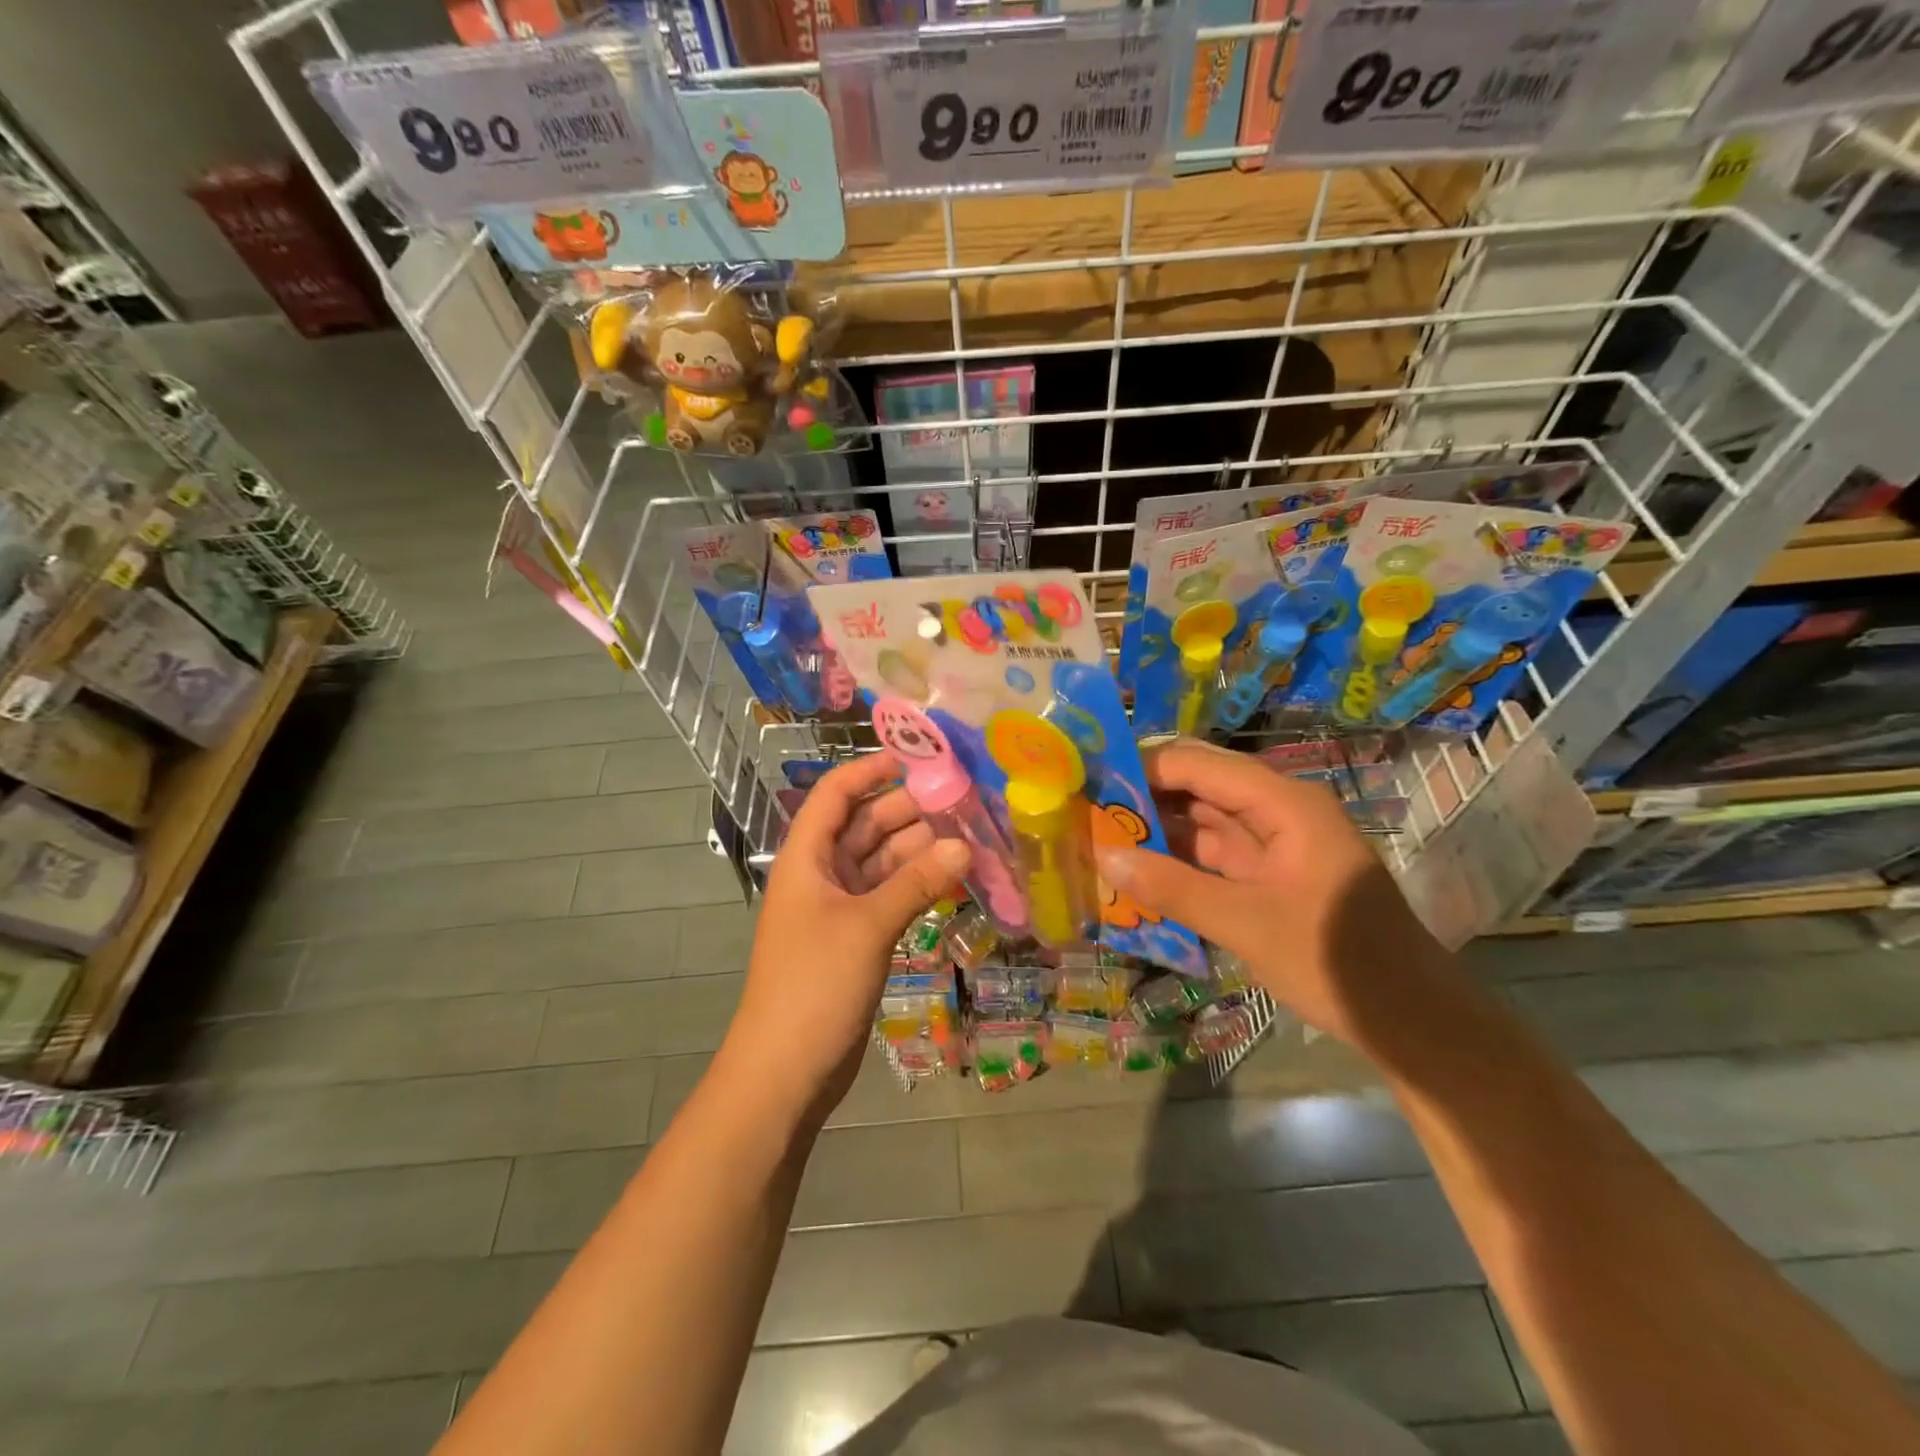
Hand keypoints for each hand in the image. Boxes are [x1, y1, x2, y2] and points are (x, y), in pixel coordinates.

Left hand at [731, 753, 969, 1119]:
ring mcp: (839, 908)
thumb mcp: (866, 926)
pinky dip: (917, 886)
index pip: (835, 795)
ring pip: (882, 863)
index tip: (917, 758)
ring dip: (919, 850)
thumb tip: (965, 846)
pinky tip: (953, 878)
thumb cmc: (814, 985)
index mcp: (806, 858)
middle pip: (865, 826)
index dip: (870, 770)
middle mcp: (821, 875)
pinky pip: (890, 896)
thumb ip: (916, 883)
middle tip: (963, 799)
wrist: (785, 1071)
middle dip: (909, 810)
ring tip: (970, 836)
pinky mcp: (856, 939)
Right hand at [1095, 740, 1452, 1048]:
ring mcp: (1275, 844)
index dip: (1142, 768)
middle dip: (1143, 796)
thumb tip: (1104, 856)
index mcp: (1284, 803)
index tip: (1089, 781)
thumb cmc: (1335, 962)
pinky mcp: (1270, 876)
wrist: (1412, 1022)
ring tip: (1098, 835)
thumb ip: (1172, 887)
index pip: (1198, 764)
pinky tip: (1136, 870)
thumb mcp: (1246, 924)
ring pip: (1203, 821)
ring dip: (1157, 830)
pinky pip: (1214, 855)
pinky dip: (1177, 861)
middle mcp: (1278, 811)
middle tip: (1084, 809)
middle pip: (1199, 786)